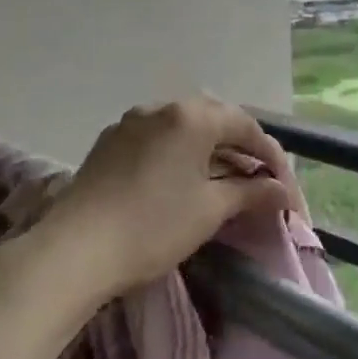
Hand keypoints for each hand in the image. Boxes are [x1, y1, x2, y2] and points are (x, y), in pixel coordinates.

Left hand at [41, 96, 299, 304]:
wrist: (74, 250)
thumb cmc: (153, 226)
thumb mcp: (210, 210)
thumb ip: (250, 193)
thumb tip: (282, 191)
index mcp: (191, 117)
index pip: (245, 126)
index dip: (270, 154)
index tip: (282, 184)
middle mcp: (160, 108)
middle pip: (214, 119)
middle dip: (240, 146)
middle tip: (256, 177)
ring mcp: (130, 123)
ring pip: (182, 127)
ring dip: (208, 147)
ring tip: (222, 177)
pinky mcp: (108, 142)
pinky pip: (156, 138)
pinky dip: (178, 152)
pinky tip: (181, 177)